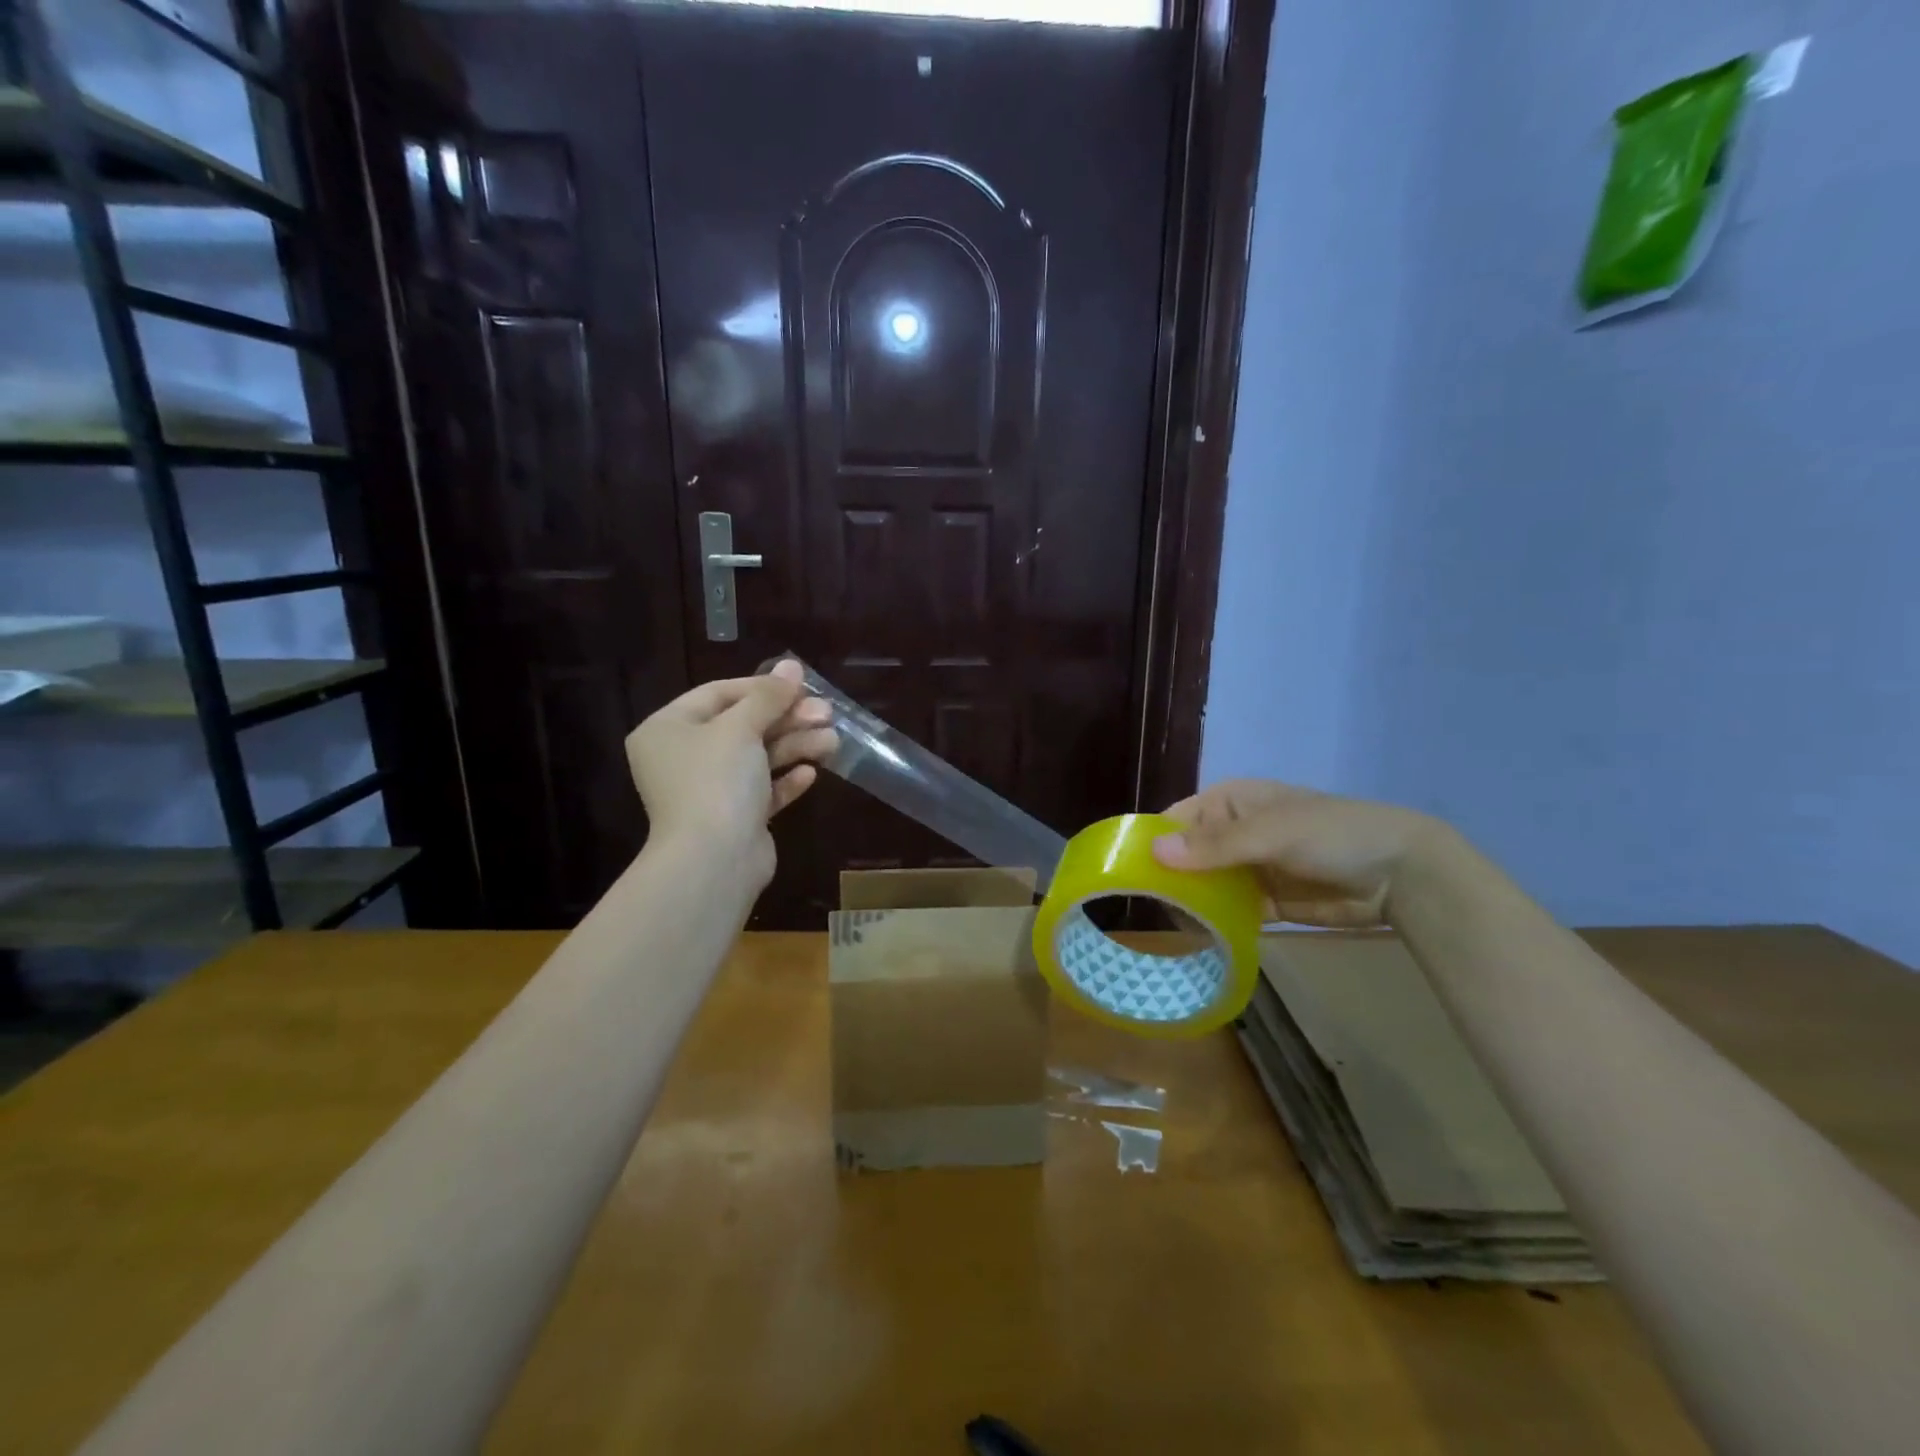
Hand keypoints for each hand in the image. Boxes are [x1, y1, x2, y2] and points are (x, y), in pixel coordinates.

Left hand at [625, 660, 838, 884]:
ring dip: (795, 747)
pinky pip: (761, 791)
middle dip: (787, 719)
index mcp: (667, 729)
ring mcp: (707, 791)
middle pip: (742, 726)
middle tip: (826, 713)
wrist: (714, 861)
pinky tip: (810, 773)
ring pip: (756, 759)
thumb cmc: (717, 780)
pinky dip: (785, 780)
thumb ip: (768, 696)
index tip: (801, 685)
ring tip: (833, 742)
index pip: (717, 694)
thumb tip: (791, 665)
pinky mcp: (733, 819)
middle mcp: (682, 758)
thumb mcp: (742, 728)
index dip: (762, 688)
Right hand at [1151, 779, 1446, 927]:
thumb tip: (1154, 851)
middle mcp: (1232, 832)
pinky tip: (1199, 937)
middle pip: (1185, 855)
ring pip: (1203, 885)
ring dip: (1189, 903)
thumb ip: (1214, 845)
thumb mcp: (1269, 833)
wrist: (1400, 873)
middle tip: (1148, 907)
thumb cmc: (1330, 834)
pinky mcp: (1265, 901)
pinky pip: (1228, 911)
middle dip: (1167, 878)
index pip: (1175, 819)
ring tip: (1169, 925)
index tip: (1127, 873)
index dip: (1152, 842)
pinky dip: (1214, 922)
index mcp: (1228, 802)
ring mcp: (1248, 868)